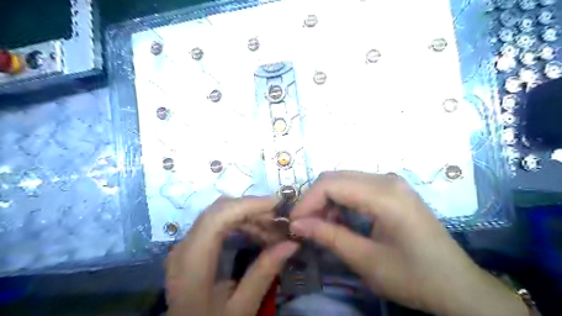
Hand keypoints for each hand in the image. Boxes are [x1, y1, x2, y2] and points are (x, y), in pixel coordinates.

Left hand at [166, 197, 300, 315]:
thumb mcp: (241, 307)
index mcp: (192, 261)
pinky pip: (218, 222)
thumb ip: (264, 272)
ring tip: (273, 230)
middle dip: (253, 209)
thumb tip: (291, 243)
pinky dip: (240, 223)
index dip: (249, 204)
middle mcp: (185, 245)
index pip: (219, 216)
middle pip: (220, 209)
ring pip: (220, 213)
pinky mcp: (193, 245)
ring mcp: (187, 243)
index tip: (278, 204)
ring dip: (248, 216)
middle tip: (280, 220)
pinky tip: (257, 234)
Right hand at [290, 171, 527, 314]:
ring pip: (344, 180)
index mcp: (384, 194)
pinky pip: (356, 187)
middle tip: (303, 225)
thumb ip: (329, 237)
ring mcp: (391, 182)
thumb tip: (296, 224)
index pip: (331, 184)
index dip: (306, 201)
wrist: (459, 287)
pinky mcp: (392, 190)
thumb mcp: (367, 261)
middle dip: (314, 200)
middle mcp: (386, 179)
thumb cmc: (415, 277)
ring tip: (319, 225)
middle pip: (335, 178)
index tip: (293, 224)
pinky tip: (339, 219)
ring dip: (326, 200)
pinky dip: (340, 201)